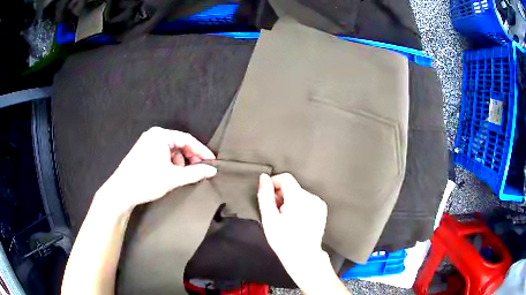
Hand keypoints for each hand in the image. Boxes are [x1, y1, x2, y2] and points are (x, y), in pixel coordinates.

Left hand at [95, 127, 216, 213]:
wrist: (121, 191)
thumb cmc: (145, 181)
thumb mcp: (173, 178)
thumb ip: (195, 173)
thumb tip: (212, 170)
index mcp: (160, 135)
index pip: (187, 139)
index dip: (201, 151)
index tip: (212, 161)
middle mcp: (154, 135)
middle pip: (179, 143)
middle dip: (190, 157)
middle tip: (199, 169)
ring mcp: (147, 142)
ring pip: (172, 149)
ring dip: (180, 161)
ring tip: (183, 174)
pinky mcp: (144, 151)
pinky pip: (163, 153)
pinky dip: (171, 162)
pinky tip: (171, 173)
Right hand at [257, 173, 328, 286]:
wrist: (303, 256)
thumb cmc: (284, 240)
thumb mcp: (269, 218)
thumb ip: (265, 195)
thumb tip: (264, 177)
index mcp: (299, 198)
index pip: (286, 178)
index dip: (274, 184)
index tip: (268, 197)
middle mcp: (311, 198)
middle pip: (292, 187)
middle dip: (281, 196)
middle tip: (275, 212)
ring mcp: (318, 204)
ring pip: (298, 193)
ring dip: (289, 201)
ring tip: (285, 218)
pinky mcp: (321, 209)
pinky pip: (306, 200)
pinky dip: (299, 205)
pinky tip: (295, 220)